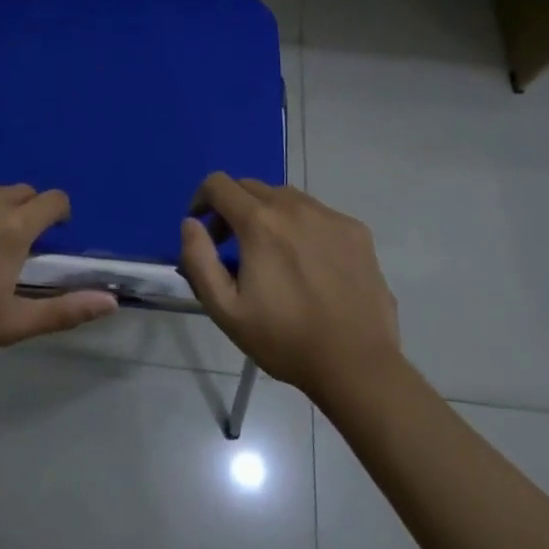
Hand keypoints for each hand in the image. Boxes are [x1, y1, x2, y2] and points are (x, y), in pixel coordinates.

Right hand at [177, 173, 400, 396]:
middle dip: (232, 208)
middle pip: (251, 187)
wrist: (357, 363)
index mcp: (259, 222)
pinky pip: (317, 213)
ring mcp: (330, 216)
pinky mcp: (356, 231)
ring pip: (286, 197)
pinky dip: (301, 226)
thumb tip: (191, 223)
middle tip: (232, 247)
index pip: (218, 184)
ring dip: (268, 214)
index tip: (203, 228)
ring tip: (272, 254)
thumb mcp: (225, 309)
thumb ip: (198, 259)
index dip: (201, 199)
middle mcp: (295, 206)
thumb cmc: (284, 339)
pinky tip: (308, 263)